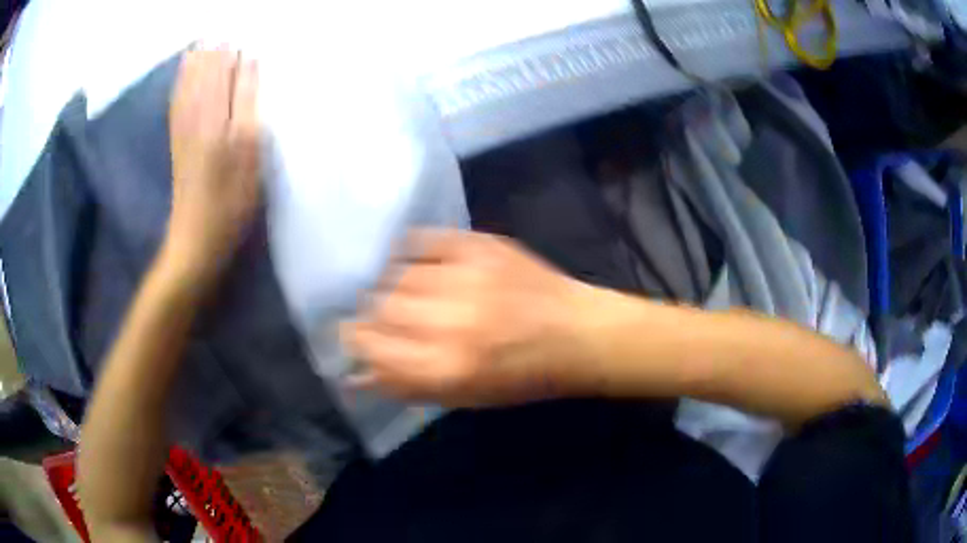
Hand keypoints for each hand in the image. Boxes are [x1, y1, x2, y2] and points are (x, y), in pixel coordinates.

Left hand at [164, 47, 260, 280]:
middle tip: (224, 33)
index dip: (236, 52)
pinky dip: (180, 82)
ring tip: (203, 42)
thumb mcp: (249, 152)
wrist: (195, 239)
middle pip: (206, 72)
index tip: (244, 36)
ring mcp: (183, 128)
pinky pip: (176, 102)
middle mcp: (196, 114)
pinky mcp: (176, 142)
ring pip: (188, 83)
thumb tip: (249, 63)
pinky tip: (183, 72)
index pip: (228, 71)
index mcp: (217, 115)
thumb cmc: (231, 201)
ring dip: (196, 61)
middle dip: (215, 51)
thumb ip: (248, 103)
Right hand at [344, 230, 595, 406]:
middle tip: (379, 316)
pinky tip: (412, 262)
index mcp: (446, 367)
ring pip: (396, 274)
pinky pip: (422, 240)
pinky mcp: (478, 245)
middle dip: (371, 314)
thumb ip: (406, 384)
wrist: (576, 334)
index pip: (371, 347)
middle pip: (379, 307)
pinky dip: (409, 251)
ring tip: (400, 292)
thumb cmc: (522, 377)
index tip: (353, 337)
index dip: (354, 340)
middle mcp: (450, 321)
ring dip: (389, 285)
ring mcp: (465, 277)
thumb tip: (356, 374)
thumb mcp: (465, 397)